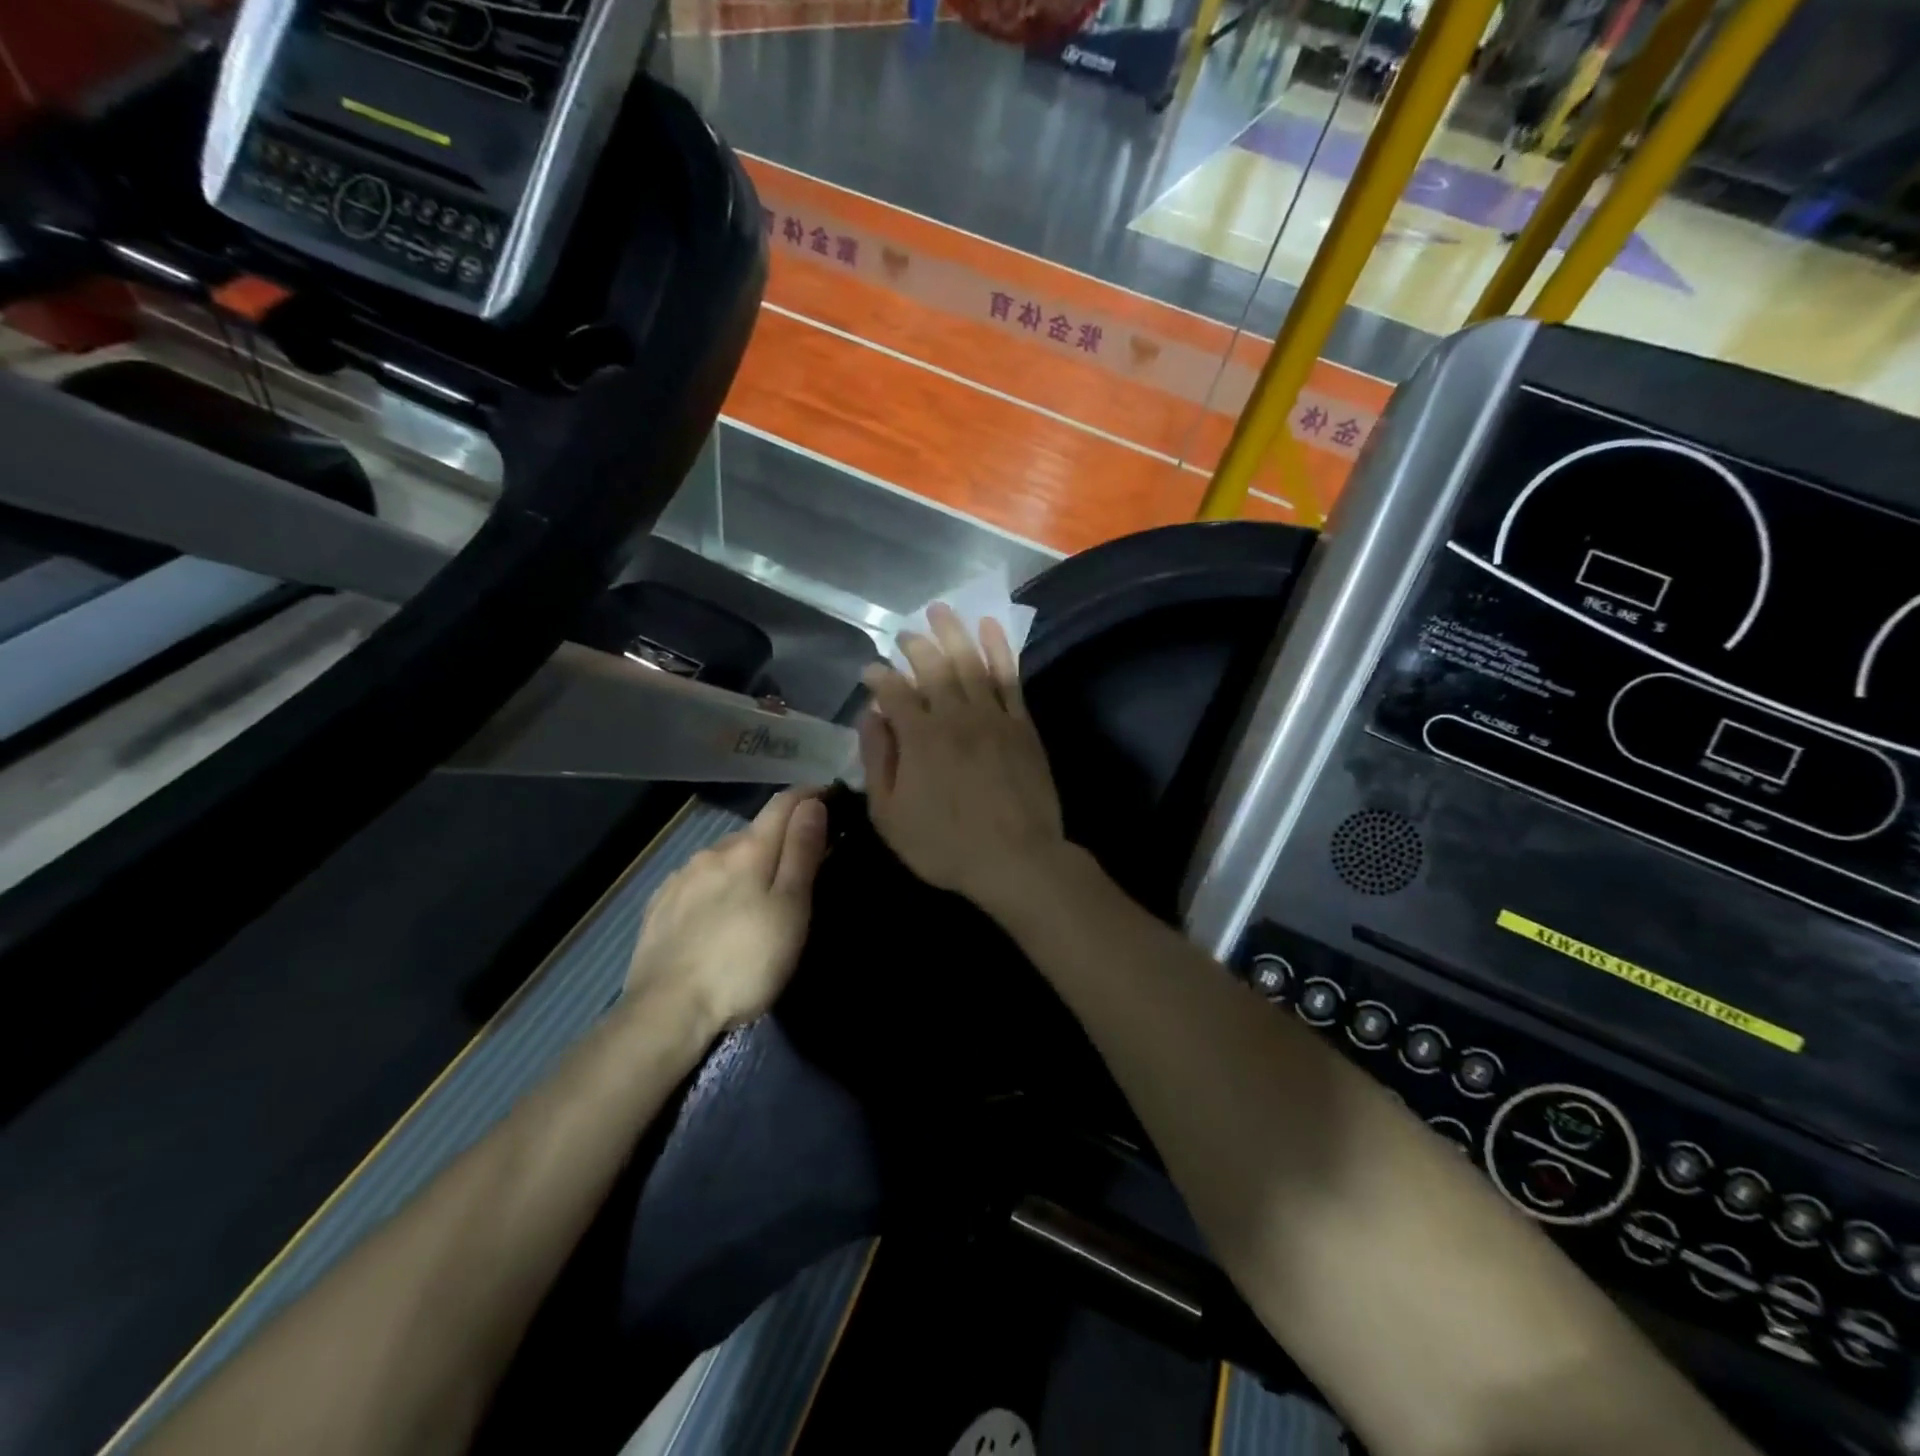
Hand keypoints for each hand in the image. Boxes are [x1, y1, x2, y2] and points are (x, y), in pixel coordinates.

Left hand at [625, 789, 827, 1029]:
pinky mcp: (659, 906)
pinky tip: (718, 911)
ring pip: (724, 857)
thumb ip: (802, 852)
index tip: (830, 797)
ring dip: (746, 864)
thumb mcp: (790, 908)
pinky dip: (717, 885)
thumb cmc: (744, 961)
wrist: (666, 1011)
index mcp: (749, 849)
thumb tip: (813, 804)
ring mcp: (680, 878)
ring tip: (759, 894)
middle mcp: (712, 851)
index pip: (784, 804)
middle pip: (755, 831)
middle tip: (801, 864)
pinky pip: (697, 881)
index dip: (810, 795)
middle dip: (780, 838)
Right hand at [858, 603, 1069, 916]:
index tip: (870, 669)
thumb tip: (871, 715)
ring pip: (969, 661)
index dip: (879, 676)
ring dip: (953, 632)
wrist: (1016, 859)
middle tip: (904, 633)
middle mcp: (954, 716)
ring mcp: (992, 716)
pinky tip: (990, 627)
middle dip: (915, 645)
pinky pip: (1009, 676)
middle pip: (931, 667)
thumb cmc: (945, 845)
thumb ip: (877, 761)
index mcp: (918, 737)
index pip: (893, 691)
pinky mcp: (1021, 724)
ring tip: (940, 610)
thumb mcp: (890, 815)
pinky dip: (999, 648)